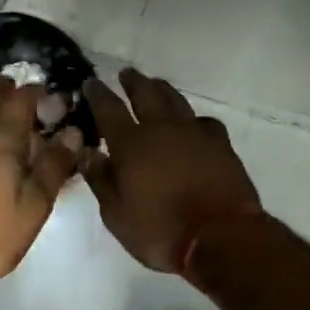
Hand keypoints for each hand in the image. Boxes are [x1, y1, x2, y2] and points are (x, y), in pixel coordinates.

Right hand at [83, 69, 262, 276]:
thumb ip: (100, 180)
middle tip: (126, 73)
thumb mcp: (116, 215)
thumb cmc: (160, 230)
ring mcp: (194, 133)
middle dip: (133, 82)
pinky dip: (193, 118)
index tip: (91, 81)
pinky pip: (204, 121)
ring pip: (175, 100)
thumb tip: (88, 152)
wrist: (221, 236)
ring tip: (155, 84)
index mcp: (130, 144)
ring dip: (162, 89)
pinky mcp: (220, 144)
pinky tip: (193, 123)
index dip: (98, 93)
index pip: (108, 109)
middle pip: (145, 94)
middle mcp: (161, 129)